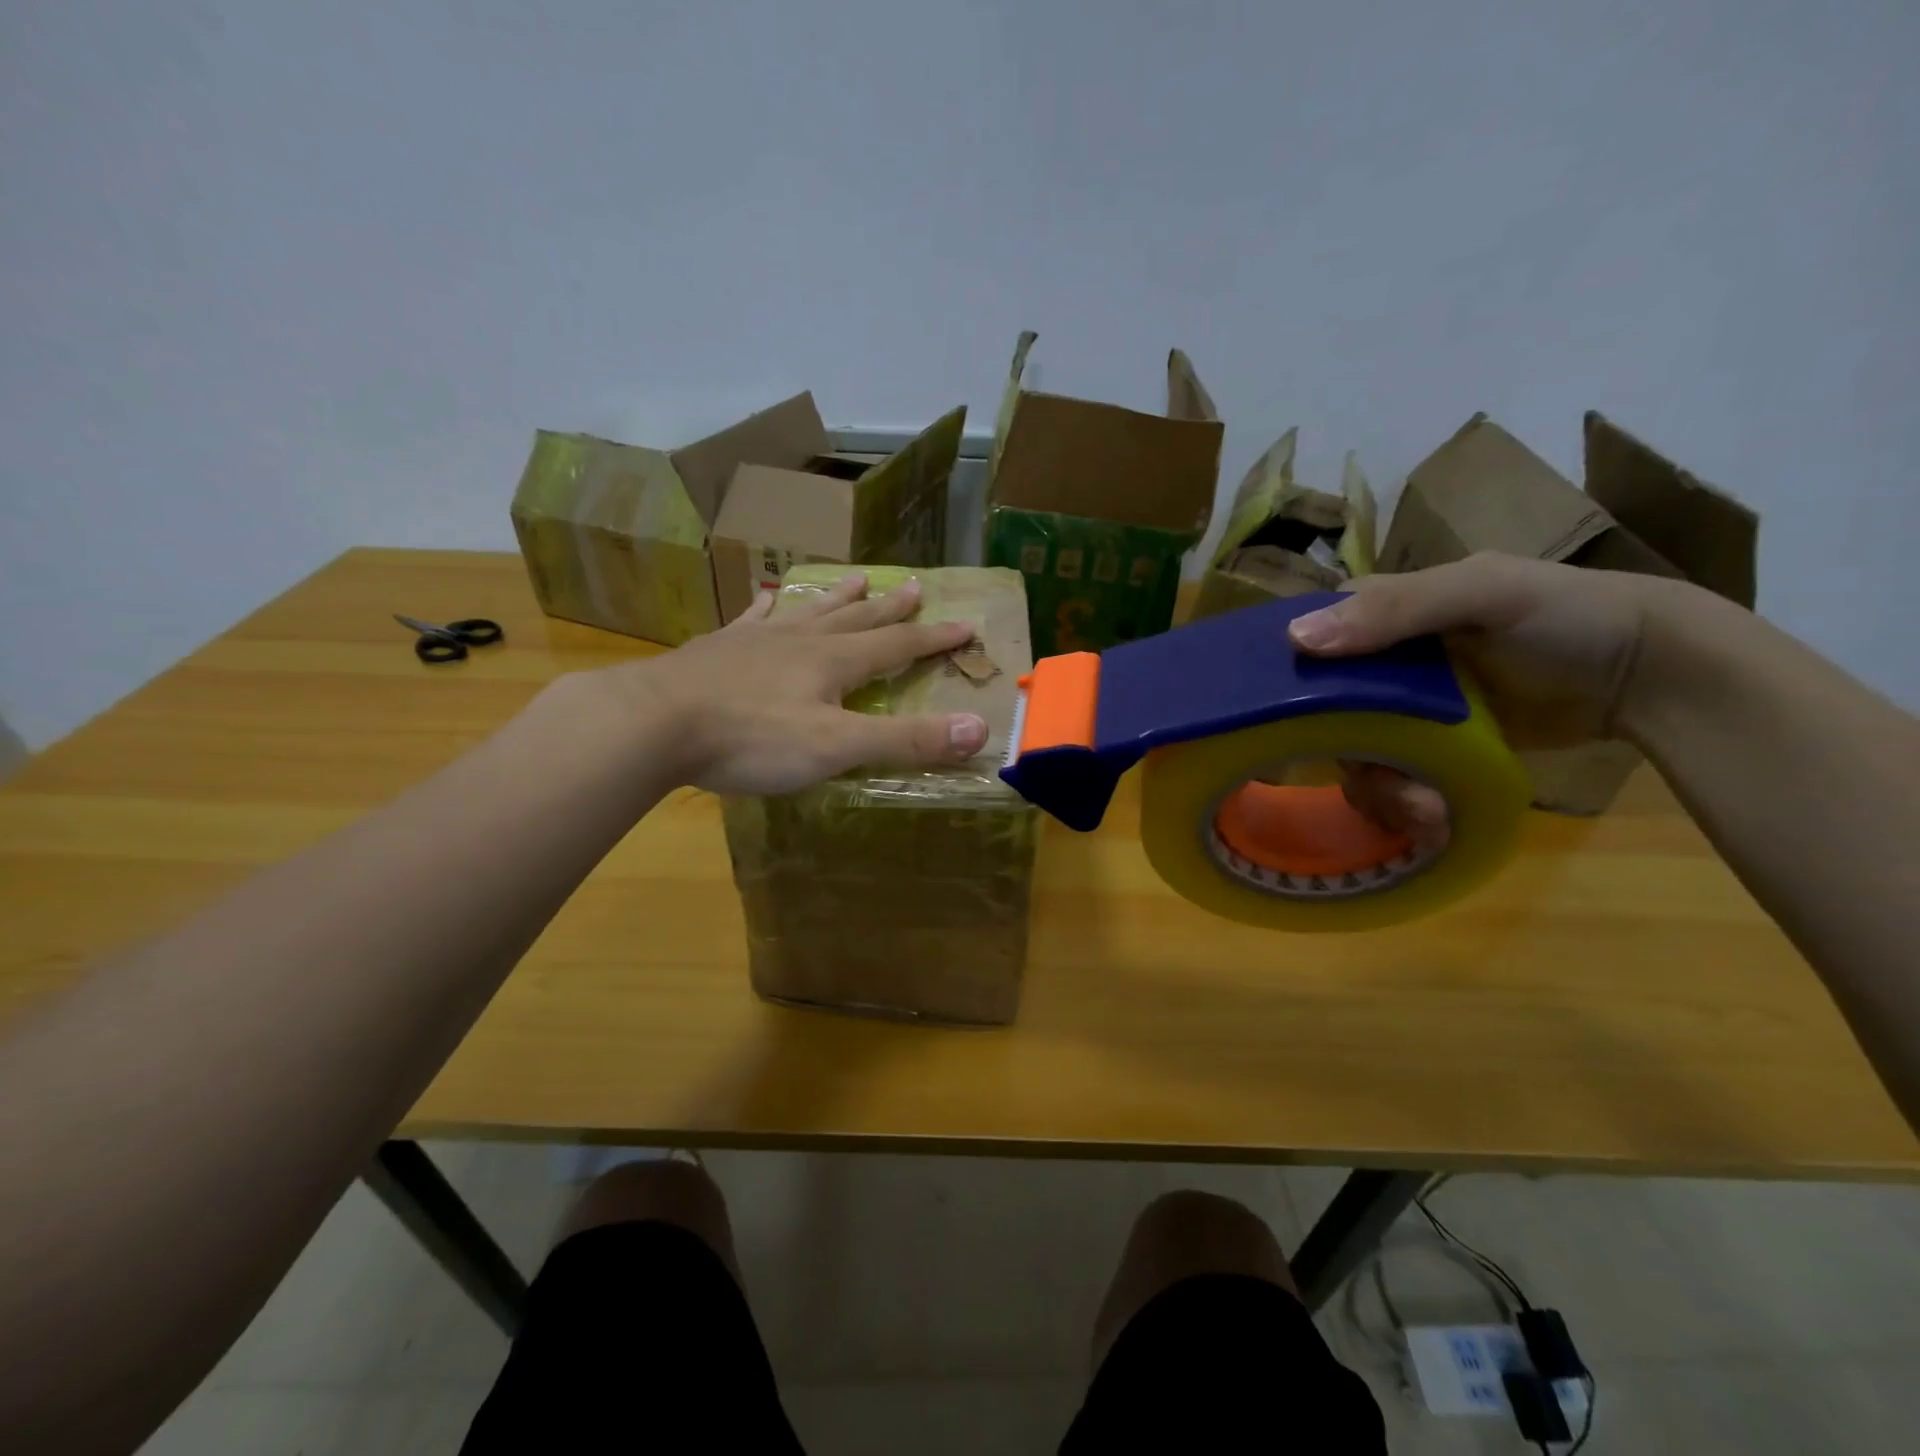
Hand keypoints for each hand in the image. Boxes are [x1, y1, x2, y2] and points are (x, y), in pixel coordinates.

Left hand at [617, 573, 988, 795]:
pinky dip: (769, 607)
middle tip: (915, 587)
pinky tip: (769, 598)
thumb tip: (979, 730)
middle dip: (890, 609)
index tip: (965, 625)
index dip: (933, 639)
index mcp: (834, 662)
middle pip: (857, 620)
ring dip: (837, 599)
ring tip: (857, 580)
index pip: (897, 646)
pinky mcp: (719, 648)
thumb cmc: (751, 739)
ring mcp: (756, 640)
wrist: (654, 722)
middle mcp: (801, 641)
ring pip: (809, 611)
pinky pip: (753, 619)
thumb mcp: (837, 747)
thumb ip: (906, 740)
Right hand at [1287, 553, 1691, 832]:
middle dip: (1349, 753)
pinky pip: (1388, 777)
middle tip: (1387, 781)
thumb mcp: (1484, 593)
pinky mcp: (1428, 747)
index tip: (1289, 723)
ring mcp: (1402, 709)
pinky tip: (1435, 815)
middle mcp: (1378, 662)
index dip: (1289, 680)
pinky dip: (1403, 802)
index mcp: (1378, 613)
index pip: (1305, 644)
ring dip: (1380, 787)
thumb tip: (1296, 640)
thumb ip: (1396, 609)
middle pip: (1321, 713)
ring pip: (1353, 753)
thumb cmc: (1566, 616)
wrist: (1651, 675)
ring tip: (1427, 811)